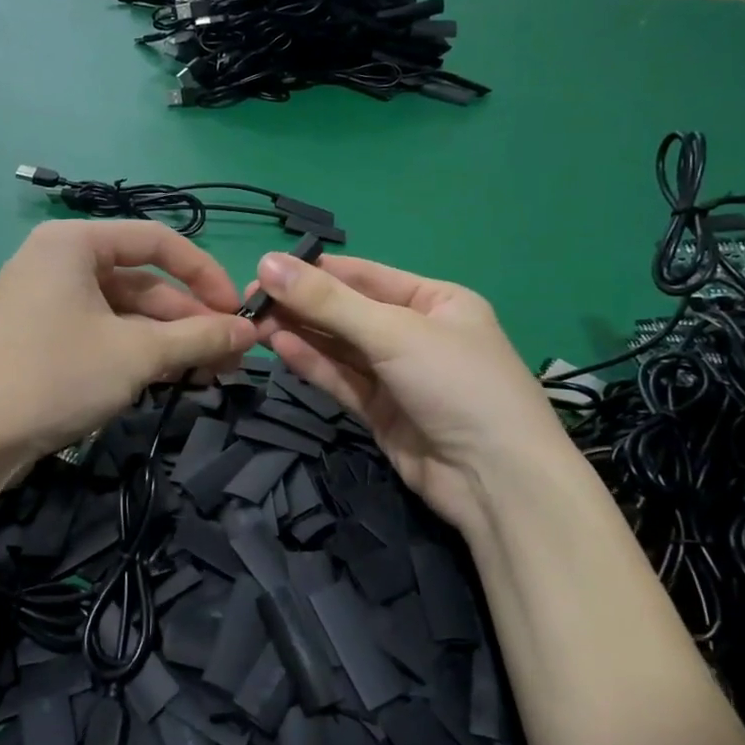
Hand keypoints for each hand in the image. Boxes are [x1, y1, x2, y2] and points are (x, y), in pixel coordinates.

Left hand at [0, 222, 257, 466]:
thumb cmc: (53, 377)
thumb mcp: (135, 355)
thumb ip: (198, 337)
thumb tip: (250, 331)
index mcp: (74, 243)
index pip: (157, 241)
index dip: (205, 274)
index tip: (238, 312)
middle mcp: (59, 262)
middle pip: (142, 282)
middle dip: (190, 320)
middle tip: (232, 357)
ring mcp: (47, 302)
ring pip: (124, 314)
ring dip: (169, 342)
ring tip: (211, 375)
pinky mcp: (41, 339)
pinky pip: (102, 334)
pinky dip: (137, 354)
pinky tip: (171, 379)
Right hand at [247, 253, 570, 536]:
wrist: (496, 481)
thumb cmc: (456, 383)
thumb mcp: (393, 331)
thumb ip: (327, 301)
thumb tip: (267, 263)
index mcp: (435, 300)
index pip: (364, 276)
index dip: (314, 272)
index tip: (263, 269)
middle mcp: (417, 333)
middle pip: (348, 312)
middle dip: (302, 305)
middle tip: (248, 302)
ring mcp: (399, 375)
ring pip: (341, 347)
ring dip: (301, 334)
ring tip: (254, 323)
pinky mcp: (382, 412)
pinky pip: (342, 379)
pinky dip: (313, 364)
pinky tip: (280, 348)